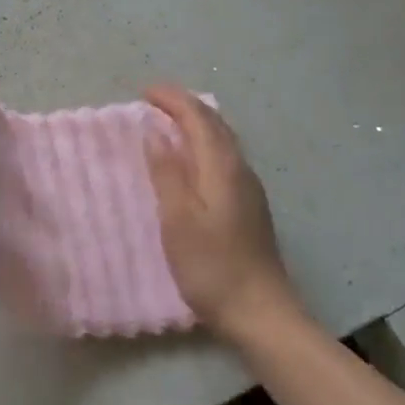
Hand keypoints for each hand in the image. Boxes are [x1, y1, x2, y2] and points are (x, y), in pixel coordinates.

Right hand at [143, 86, 295, 338]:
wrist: (260, 312)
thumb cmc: (212, 267)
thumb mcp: (178, 220)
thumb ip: (166, 173)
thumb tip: (155, 133)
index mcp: (223, 168)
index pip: (199, 118)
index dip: (172, 100)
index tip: (144, 92)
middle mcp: (241, 171)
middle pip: (215, 124)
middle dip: (184, 106)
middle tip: (153, 101)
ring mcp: (248, 190)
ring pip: (221, 141)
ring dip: (195, 124)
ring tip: (167, 123)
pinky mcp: (248, 207)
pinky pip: (223, 159)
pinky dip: (202, 145)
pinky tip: (189, 162)